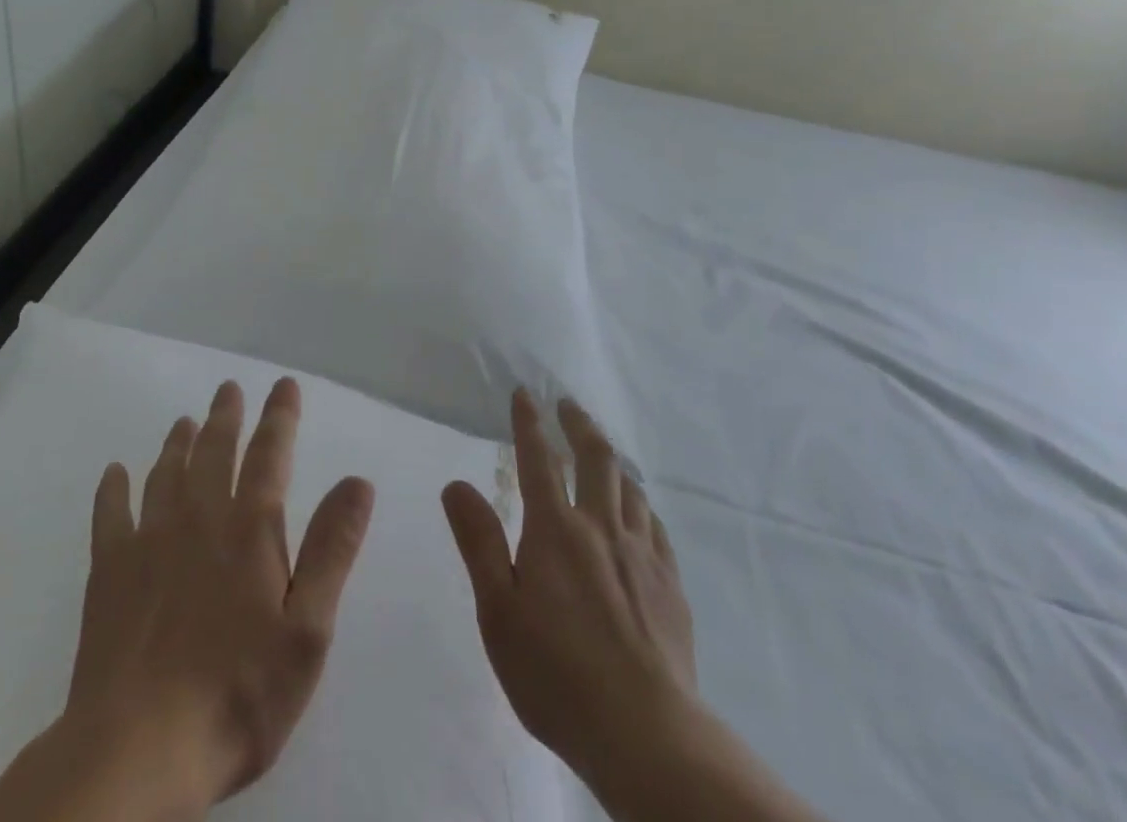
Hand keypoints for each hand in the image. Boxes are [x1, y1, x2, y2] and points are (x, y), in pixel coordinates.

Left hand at [0, 378, 374, 821]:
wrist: (137, 751)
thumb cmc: (238, 693)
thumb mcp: (307, 630)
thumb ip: (332, 550)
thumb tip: (357, 481)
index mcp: (250, 528)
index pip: (270, 453)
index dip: (280, 415)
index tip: (284, 385)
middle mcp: (199, 518)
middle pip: (214, 451)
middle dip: (226, 416)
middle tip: (228, 388)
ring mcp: (149, 542)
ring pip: (166, 473)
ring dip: (178, 443)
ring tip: (185, 421)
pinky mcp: (109, 573)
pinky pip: (110, 514)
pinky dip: (113, 488)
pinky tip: (114, 472)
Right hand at [442, 390, 696, 789]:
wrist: (644, 733)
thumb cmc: (556, 674)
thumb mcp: (498, 611)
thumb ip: (479, 542)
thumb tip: (457, 485)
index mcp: (556, 530)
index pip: (538, 459)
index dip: (529, 422)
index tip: (525, 394)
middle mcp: (601, 527)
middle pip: (596, 458)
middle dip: (579, 424)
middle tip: (568, 405)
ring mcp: (641, 553)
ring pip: (630, 486)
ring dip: (612, 460)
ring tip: (602, 453)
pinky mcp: (669, 583)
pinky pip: (655, 524)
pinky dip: (641, 503)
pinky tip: (638, 511)